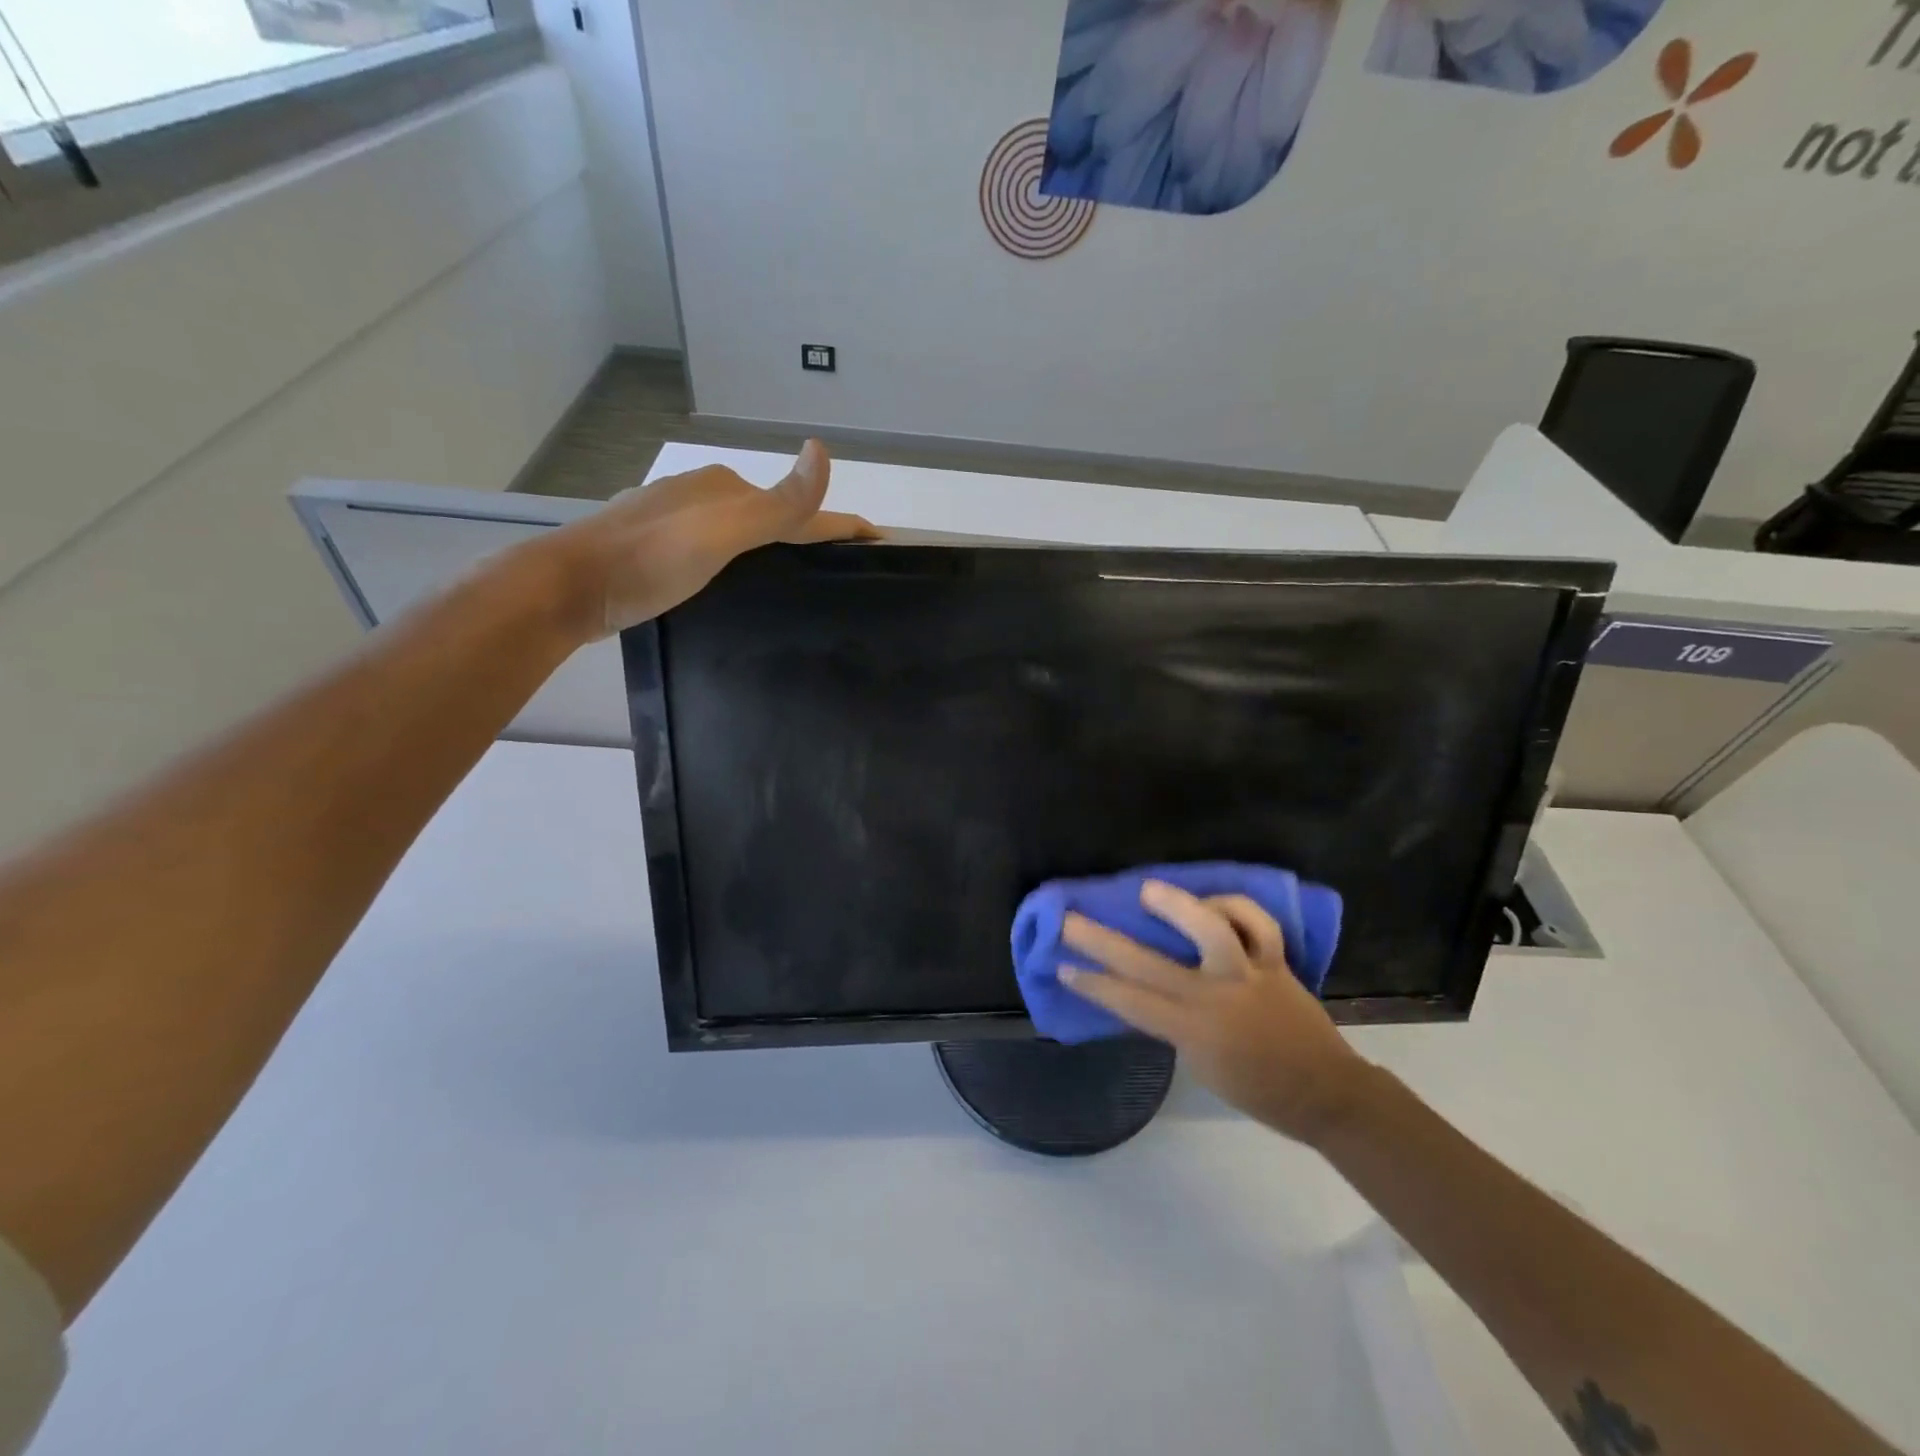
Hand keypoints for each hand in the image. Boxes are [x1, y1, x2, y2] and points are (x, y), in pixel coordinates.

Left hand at [535, 439, 879, 641]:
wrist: (568, 588)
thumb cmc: (650, 561)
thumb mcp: (722, 533)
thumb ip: (777, 503)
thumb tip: (823, 450)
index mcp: (724, 490)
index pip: (798, 506)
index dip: (840, 522)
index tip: (879, 538)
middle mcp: (702, 496)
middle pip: (771, 515)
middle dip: (808, 532)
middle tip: (840, 565)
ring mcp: (675, 519)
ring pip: (741, 531)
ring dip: (773, 546)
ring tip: (796, 576)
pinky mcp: (656, 547)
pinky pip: (717, 546)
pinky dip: (741, 558)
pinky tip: (737, 580)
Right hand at [1060, 881, 1373, 1145]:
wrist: (1324, 1092)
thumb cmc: (1257, 1090)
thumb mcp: (1200, 1065)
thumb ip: (1174, 1024)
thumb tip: (1149, 987)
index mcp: (1192, 1031)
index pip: (1129, 1002)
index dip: (1092, 983)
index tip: (1061, 965)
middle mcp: (1215, 997)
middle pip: (1147, 963)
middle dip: (1101, 940)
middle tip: (1070, 918)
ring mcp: (1247, 974)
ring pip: (1212, 929)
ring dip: (1177, 906)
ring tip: (1148, 890)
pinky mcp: (1275, 962)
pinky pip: (1257, 925)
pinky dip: (1235, 908)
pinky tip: (1212, 902)